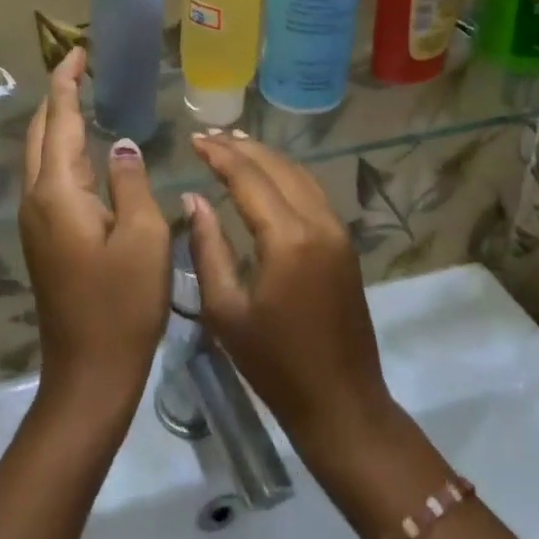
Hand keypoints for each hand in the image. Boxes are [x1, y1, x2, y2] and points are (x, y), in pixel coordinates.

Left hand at [19, 47, 170, 411]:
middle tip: (80, 68)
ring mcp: (35, 223)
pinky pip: (46, 180)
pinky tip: (82, 154)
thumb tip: (122, 145)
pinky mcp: (43, 241)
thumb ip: (131, 182)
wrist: (89, 373)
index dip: (67, 83)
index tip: (78, 52)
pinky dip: (60, 152)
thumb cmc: (123, 304)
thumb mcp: (143, 237)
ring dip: (56, 123)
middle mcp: (36, 200)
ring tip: (82, 99)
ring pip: (39, 157)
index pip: (60, 121)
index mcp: (58, 192)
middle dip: (56, 97)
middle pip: (40, 134)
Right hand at [184, 133, 392, 447]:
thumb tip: (194, 198)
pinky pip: (312, 193)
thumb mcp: (226, 310)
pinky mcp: (344, 244)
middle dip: (242, 148)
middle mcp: (318, 222)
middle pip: (277, 167)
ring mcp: (337, 231)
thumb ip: (208, 247)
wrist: (342, 402)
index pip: (249, 178)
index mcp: (288, 238)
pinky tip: (267, 177)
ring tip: (234, 145)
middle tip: (209, 136)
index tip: (194, 140)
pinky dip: (286, 175)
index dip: (219, 155)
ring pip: (299, 175)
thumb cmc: (275, 364)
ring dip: (266, 157)